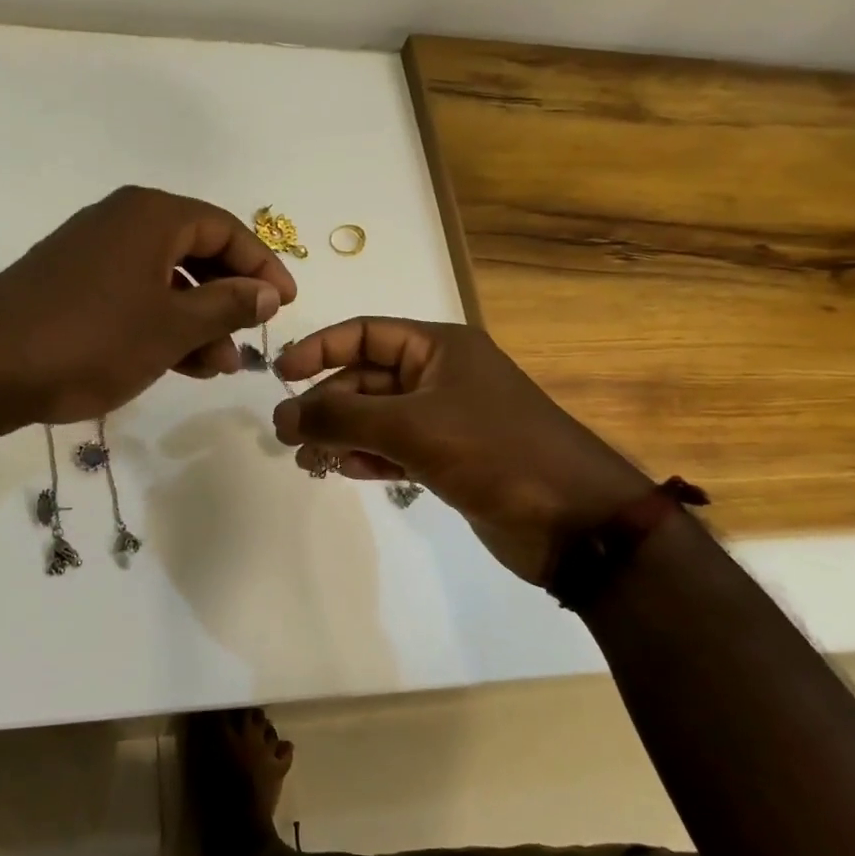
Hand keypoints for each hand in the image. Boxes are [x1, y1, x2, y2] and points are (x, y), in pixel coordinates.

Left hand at [0, 187, 296, 427]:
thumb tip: (267, 291)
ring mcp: (91, 253)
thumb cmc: (90, 340)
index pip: (225, 230)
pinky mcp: (69, 284)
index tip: (285, 305)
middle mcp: (121, 222)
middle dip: (227, 299)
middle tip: (247, 342)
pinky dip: (159, 324)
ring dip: (195, 319)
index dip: (262, 266)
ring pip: (163, 279)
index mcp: (151, 216)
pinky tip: (175, 362)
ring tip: (214, 366)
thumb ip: (226, 305)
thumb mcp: (171, 327)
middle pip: (194, 252)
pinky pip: (132, 295)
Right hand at [271, 319, 650, 585]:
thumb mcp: (411, 427)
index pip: (364, 334)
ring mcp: (445, 419)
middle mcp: (440, 376)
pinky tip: (345, 472)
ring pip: (376, 417)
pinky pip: (394, 448)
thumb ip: (341, 417)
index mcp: (439, 348)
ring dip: (340, 435)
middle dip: (326, 404)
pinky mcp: (449, 459)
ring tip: (307, 461)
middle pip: (366, 379)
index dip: (319, 348)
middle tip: (287, 435)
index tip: (280, 375)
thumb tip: (280, 414)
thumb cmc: (494, 452)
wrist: (574, 522)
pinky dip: (367, 457)